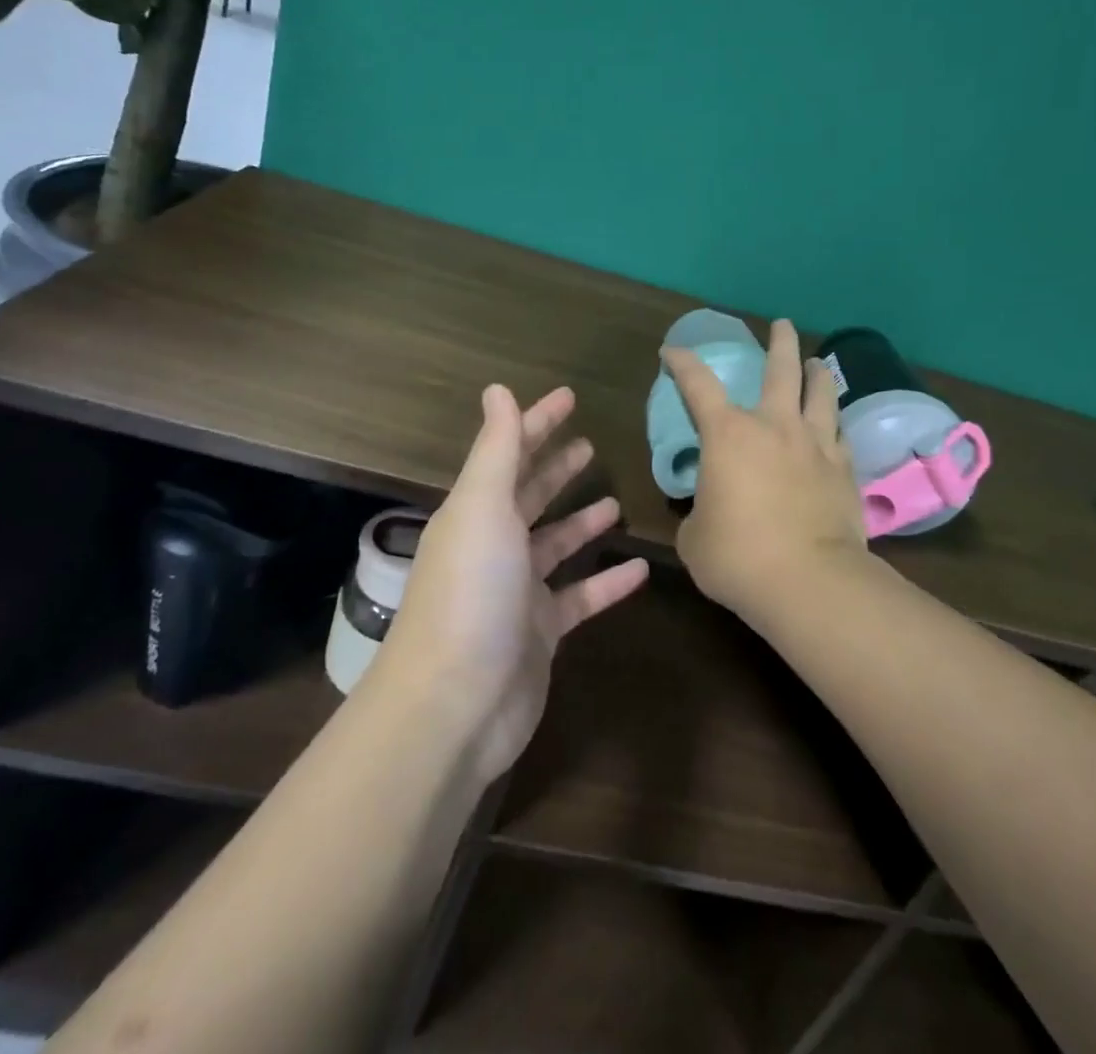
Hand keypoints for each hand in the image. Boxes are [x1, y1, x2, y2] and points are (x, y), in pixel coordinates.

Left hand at [372, 385, 648, 782]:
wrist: (453, 706)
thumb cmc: (470, 593)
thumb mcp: (482, 508)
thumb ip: (496, 449)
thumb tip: (498, 389)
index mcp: (476, 512)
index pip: (509, 453)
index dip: (536, 423)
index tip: (569, 397)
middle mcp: (494, 546)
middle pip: (529, 496)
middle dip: (556, 468)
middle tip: (590, 445)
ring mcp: (517, 592)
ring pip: (555, 545)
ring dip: (582, 523)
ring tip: (616, 502)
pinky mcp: (541, 633)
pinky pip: (581, 597)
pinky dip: (608, 583)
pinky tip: (641, 568)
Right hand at [661, 320, 869, 619]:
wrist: (809, 582)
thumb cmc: (737, 557)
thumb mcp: (695, 537)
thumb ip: (699, 513)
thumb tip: (710, 511)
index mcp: (728, 435)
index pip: (698, 384)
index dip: (682, 363)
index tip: (672, 352)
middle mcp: (774, 427)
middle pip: (780, 369)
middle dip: (779, 342)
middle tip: (782, 325)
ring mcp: (816, 445)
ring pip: (821, 393)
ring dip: (817, 373)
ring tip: (816, 364)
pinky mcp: (844, 470)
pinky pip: (840, 434)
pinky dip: (834, 423)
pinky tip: (835, 425)